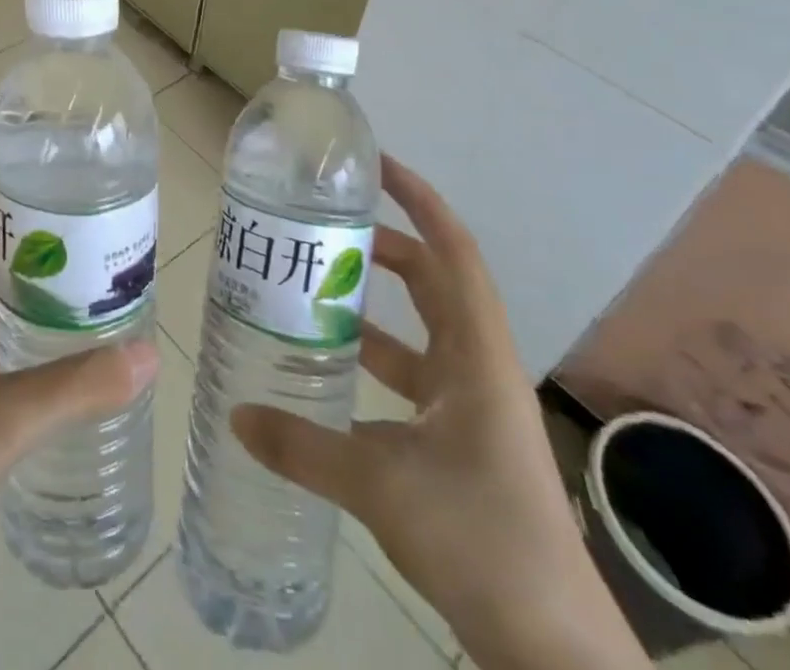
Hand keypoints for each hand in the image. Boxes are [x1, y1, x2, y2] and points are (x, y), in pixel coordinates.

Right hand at [231, 158, 648, 669]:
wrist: (552, 649)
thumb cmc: (479, 539)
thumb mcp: (378, 485)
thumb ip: (302, 446)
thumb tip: (237, 417)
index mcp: (476, 355)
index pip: (453, 252)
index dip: (421, 201)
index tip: (378, 167)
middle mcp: (478, 368)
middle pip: (433, 283)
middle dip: (385, 247)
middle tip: (326, 229)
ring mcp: (473, 407)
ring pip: (420, 333)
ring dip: (375, 308)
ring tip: (315, 290)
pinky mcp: (462, 442)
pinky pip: (413, 380)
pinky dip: (376, 364)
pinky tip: (332, 375)